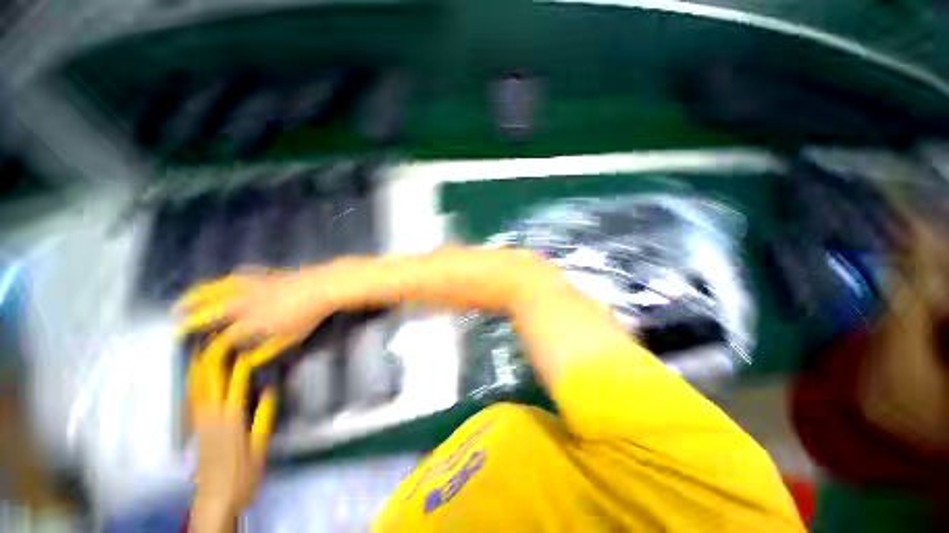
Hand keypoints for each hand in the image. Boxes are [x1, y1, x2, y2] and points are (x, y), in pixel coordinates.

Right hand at [176, 266, 346, 345]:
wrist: (323, 286)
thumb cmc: (310, 315)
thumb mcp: (291, 337)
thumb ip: (267, 349)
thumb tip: (248, 360)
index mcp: (253, 323)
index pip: (224, 337)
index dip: (212, 346)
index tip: (200, 350)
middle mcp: (246, 304)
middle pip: (211, 311)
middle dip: (190, 319)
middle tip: (175, 324)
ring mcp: (253, 287)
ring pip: (217, 290)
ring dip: (197, 296)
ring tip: (183, 302)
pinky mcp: (263, 275)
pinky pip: (239, 276)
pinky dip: (226, 280)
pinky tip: (224, 282)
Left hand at [187, 338, 286, 532]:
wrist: (215, 500)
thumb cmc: (242, 475)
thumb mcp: (260, 448)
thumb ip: (263, 418)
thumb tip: (270, 389)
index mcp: (231, 419)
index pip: (234, 383)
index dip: (239, 361)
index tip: (247, 344)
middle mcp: (211, 416)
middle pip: (207, 380)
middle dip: (211, 357)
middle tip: (218, 337)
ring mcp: (199, 421)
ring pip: (195, 387)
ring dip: (198, 365)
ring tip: (203, 347)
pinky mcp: (194, 427)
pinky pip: (191, 398)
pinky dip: (192, 381)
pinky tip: (194, 374)